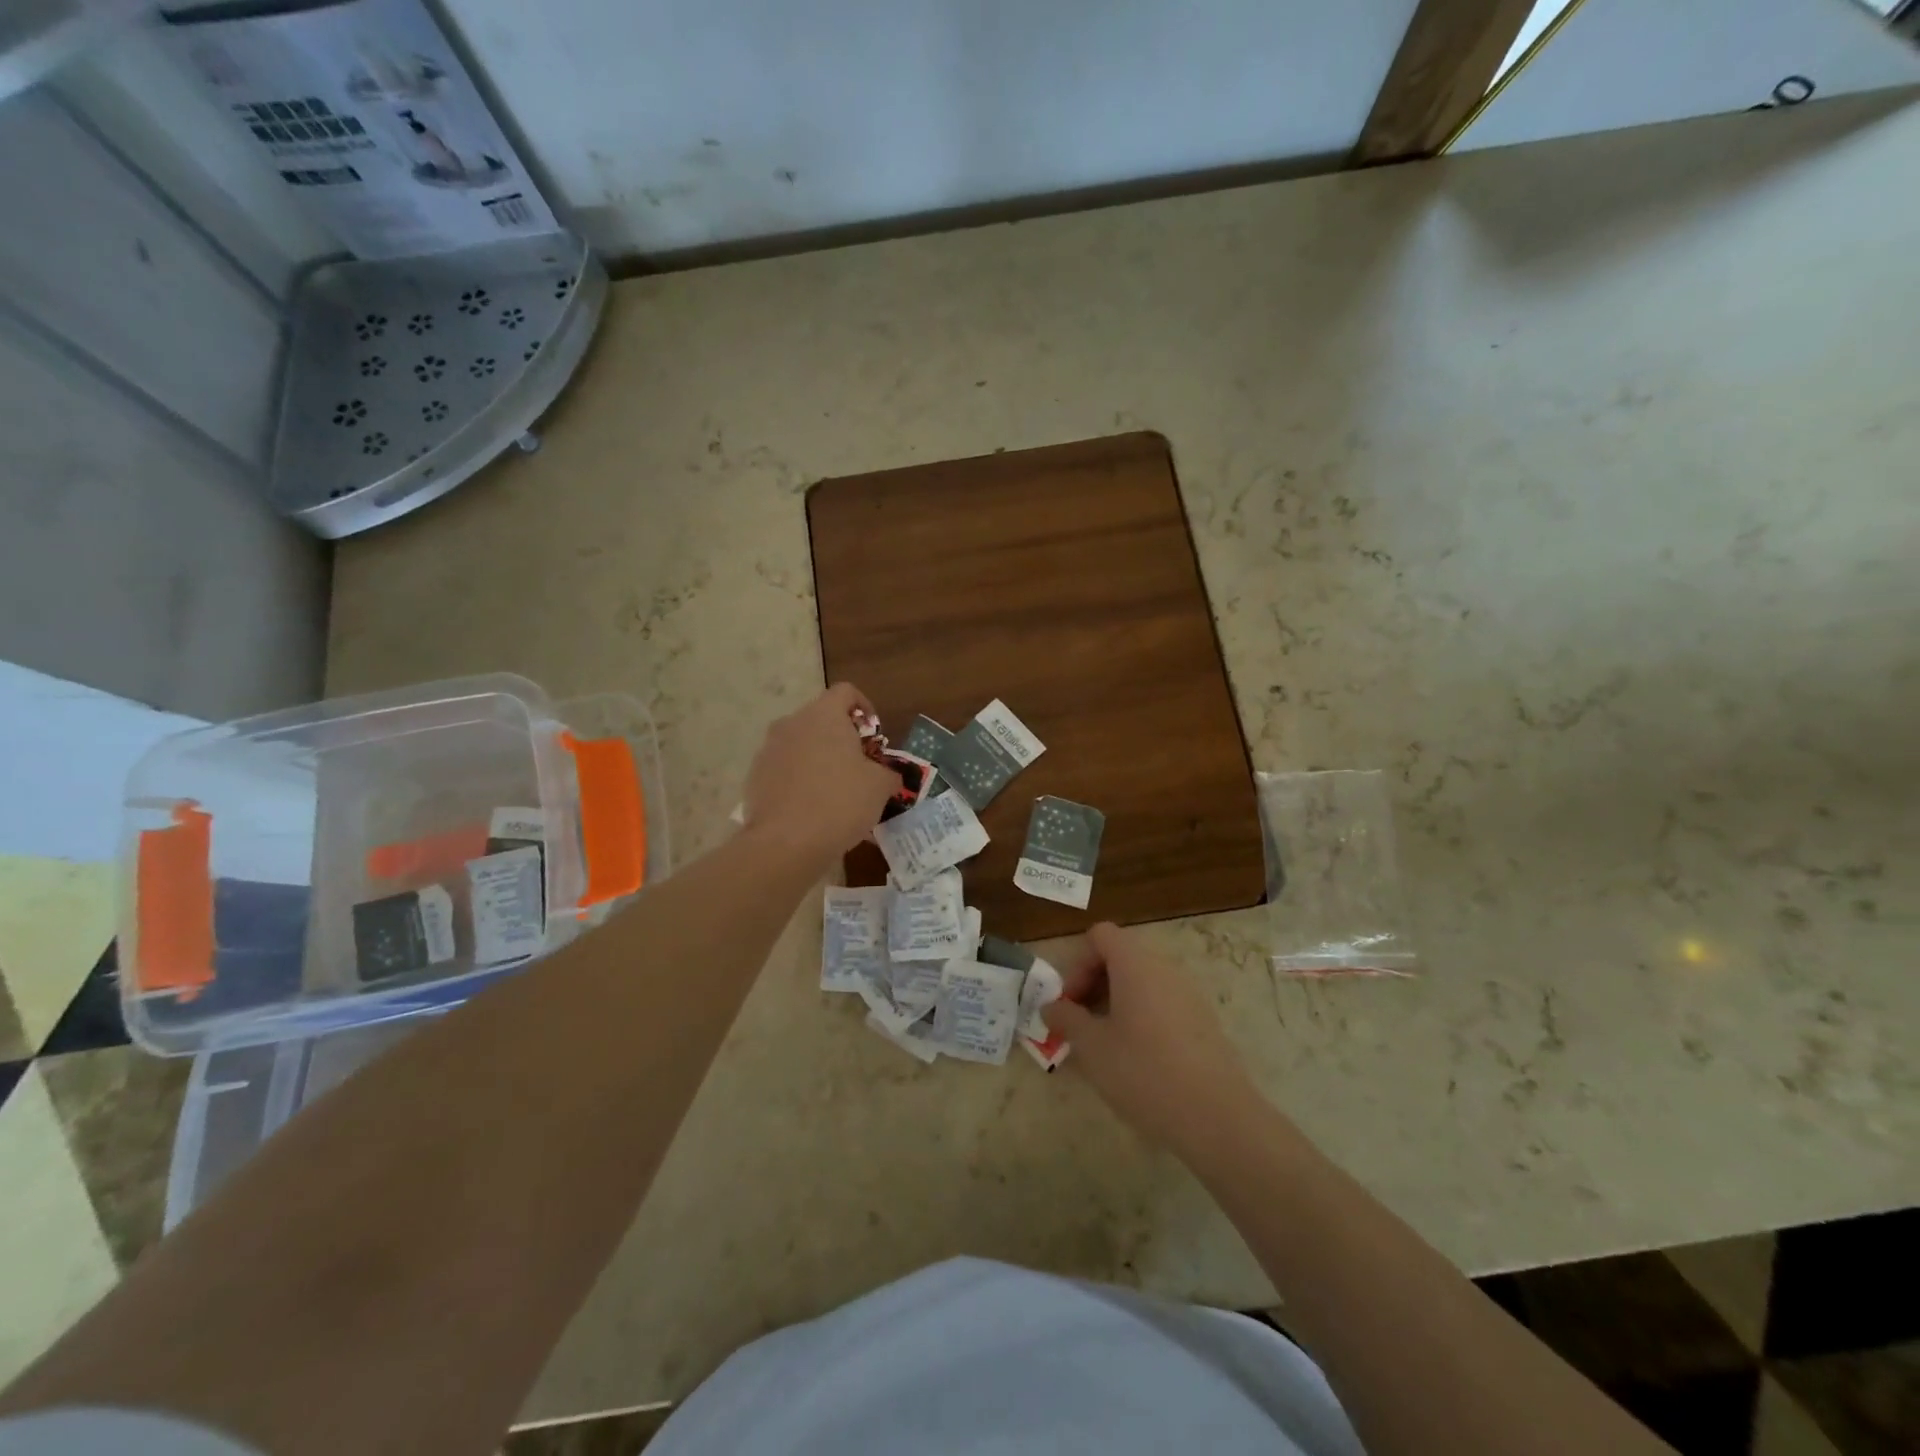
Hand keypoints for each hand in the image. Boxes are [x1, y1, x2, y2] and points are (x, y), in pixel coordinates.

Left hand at [742, 683, 896, 866]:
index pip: (846, 692)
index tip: (874, 734)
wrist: (786, 843)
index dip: (865, 707)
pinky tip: (813, 810)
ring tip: (837, 792)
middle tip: (860, 767)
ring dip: (820, 760)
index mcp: (824, 715)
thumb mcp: (880, 787)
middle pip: (821, 719)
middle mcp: (792, 724)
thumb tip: (889, 776)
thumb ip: (889, 773)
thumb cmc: (841, 802)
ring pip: (801, 745)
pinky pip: (785, 770)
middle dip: (842, 738)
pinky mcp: (755, 777)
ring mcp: (769, 750)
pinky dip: (800, 781)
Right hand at [1043, 922, 1263, 1152]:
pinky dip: (1141, 1016)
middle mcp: (1164, 967)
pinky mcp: (1203, 1020)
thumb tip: (1051, 1007)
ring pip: (1142, 981)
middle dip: (1093, 984)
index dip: (1077, 963)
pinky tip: (1137, 1059)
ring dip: (1116, 1002)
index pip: (1101, 935)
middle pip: (1121, 956)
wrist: (1217, 1117)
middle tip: (1080, 1024)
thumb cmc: (1144, 1072)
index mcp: (1136, 963)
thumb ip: (1066, 1019)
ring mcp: (1189, 993)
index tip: (1070, 1003)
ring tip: (1104, 1044)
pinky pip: (1162, 1002)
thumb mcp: (1092, 1047)